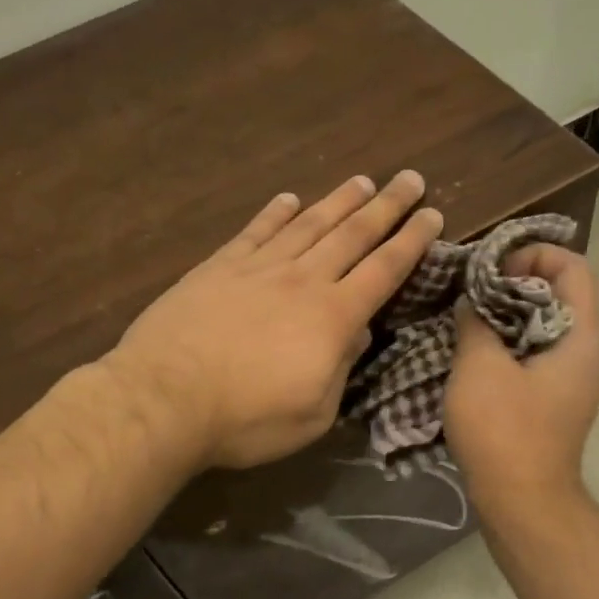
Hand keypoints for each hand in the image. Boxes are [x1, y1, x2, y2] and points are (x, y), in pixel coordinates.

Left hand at [106, 172, 442, 467]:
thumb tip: (358, 333)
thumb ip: (340, 369)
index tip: (433, 215)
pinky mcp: (218, 267)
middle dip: (386, 206)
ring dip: (338, 201)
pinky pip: (255, 231)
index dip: (412, 242)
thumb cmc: (246, 420)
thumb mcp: (313, 414)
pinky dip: (275, 212)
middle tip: (409, 178)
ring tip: (362, 181)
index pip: (384, 270)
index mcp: (333, 318)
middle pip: (353, 235)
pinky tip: (289, 199)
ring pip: (308, 224)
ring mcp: (258, 268)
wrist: (165, 399)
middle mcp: (302, 281)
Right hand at [443, 245, 598, 506]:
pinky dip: (507, 346)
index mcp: (580, 338)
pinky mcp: (553, 404)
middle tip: (473, 291)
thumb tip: (474, 302)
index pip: (575, 268)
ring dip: (507, 317)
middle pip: (560, 296)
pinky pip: (534, 357)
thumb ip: (477, 323)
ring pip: (543, 328)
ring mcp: (571, 382)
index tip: (493, 268)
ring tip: (467, 319)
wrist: (522, 504)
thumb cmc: (504, 431)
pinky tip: (473, 355)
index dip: (535, 254)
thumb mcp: (480, 368)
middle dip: (515, 284)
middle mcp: (585, 355)